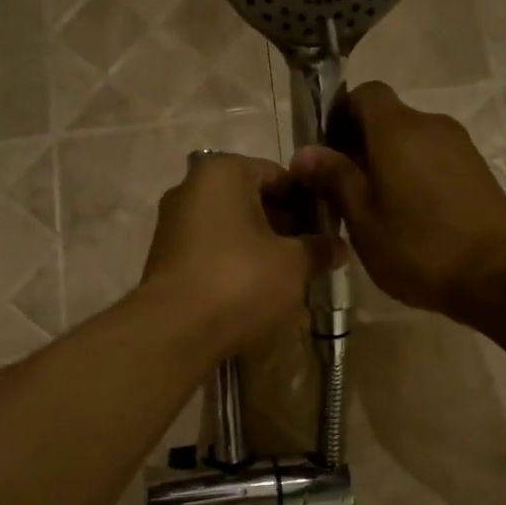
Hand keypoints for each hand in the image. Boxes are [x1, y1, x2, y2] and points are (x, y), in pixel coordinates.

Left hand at [140, 152, 343, 355]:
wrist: (175, 331)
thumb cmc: (241, 281)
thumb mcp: (293, 264)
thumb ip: (319, 249)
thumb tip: (340, 246)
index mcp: (223, 173)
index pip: (279, 175)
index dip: (309, 201)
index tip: (329, 228)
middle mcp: (191, 188)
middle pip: (252, 200)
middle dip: (284, 226)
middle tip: (312, 254)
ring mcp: (173, 224)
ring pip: (231, 228)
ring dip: (261, 247)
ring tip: (289, 275)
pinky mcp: (166, 258)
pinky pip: (212, 251)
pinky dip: (235, 264)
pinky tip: (256, 290)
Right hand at [290, 82, 505, 320]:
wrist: (497, 275)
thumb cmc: (418, 246)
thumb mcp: (363, 218)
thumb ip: (334, 178)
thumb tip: (304, 152)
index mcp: (398, 129)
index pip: (364, 94)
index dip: (341, 115)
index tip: (327, 153)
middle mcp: (432, 125)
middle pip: (388, 119)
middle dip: (361, 146)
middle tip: (343, 191)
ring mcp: (460, 147)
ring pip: (412, 142)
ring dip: (389, 164)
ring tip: (377, 209)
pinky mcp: (478, 170)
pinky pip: (434, 159)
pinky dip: (415, 175)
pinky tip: (410, 217)